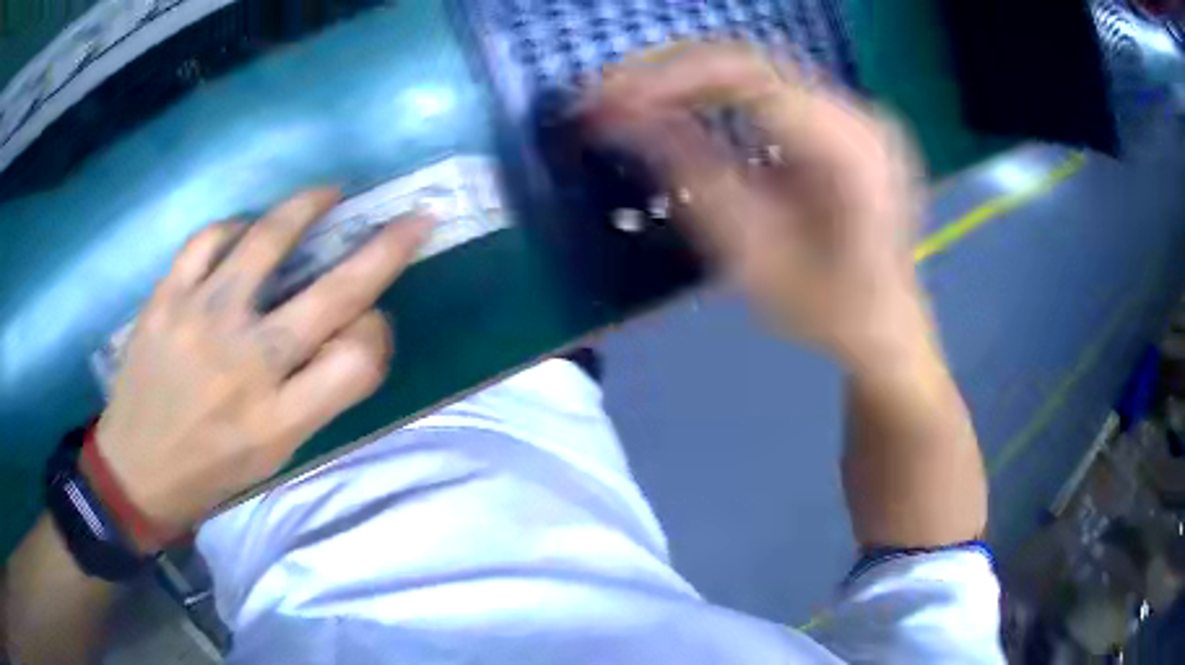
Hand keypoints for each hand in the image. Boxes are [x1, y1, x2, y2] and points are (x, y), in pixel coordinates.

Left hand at [94, 189, 429, 547]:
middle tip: (412, 221)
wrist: (136, 470)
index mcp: (280, 419)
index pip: (361, 359)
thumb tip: (349, 328)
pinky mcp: (166, 298)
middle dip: (387, 249)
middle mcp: (246, 366)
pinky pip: (209, 239)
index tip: (373, 319)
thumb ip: (315, 394)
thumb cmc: (211, 470)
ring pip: (268, 240)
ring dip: (309, 207)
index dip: (379, 332)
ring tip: (327, 194)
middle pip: (334, 294)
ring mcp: (201, 322)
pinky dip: (235, 226)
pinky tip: (244, 230)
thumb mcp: (275, 454)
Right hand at [590, 43, 930, 367]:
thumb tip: (623, 119)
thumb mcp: (750, 251)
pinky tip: (692, 108)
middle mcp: (862, 116)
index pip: (745, 78)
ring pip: (762, 71)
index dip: (668, 78)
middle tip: (613, 94)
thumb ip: (689, 174)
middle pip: (752, 64)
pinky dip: (727, 94)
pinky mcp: (852, 123)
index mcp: (848, 151)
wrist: (887, 328)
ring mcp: (861, 115)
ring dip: (695, 81)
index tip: (611, 98)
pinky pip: (778, 89)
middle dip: (673, 73)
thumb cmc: (823, 308)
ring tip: (640, 100)